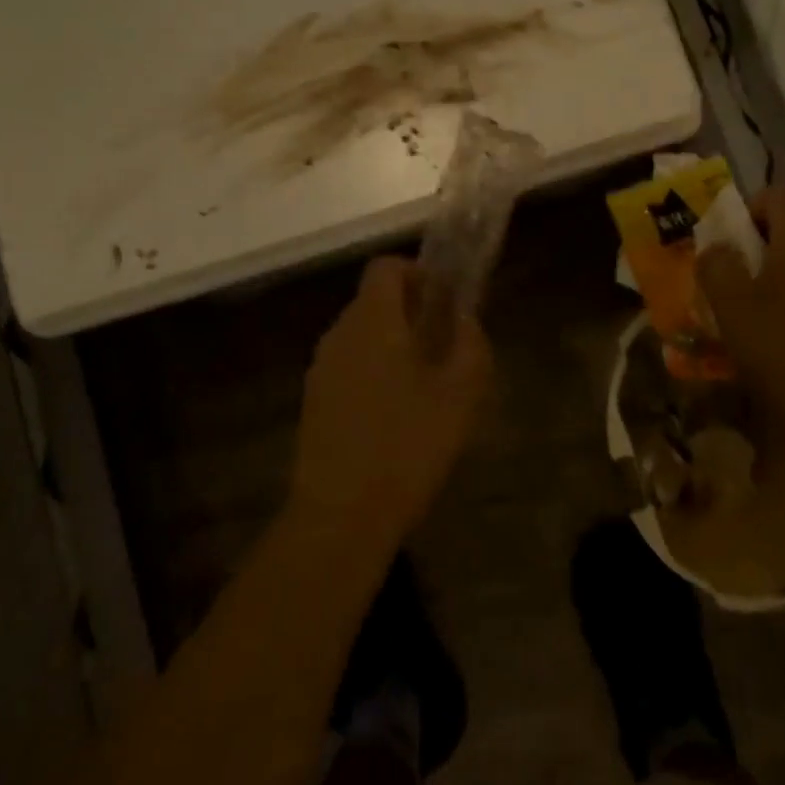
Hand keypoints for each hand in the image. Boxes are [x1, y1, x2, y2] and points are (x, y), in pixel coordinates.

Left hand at [288, 257, 492, 554]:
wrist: (341, 517)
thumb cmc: (408, 445)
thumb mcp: (460, 394)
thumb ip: (470, 343)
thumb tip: (465, 318)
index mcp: (372, 321)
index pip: (386, 267)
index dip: (418, 272)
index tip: (445, 300)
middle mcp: (340, 334)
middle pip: (373, 300)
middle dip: (411, 310)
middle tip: (445, 344)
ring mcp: (321, 369)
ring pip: (361, 334)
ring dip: (393, 342)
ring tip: (425, 383)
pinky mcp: (314, 401)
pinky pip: (349, 365)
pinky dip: (374, 370)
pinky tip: (395, 414)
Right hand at [696, 183, 784, 429]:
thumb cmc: (779, 348)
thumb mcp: (731, 302)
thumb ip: (716, 264)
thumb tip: (715, 246)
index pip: (778, 194)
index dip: (747, 206)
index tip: (724, 239)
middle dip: (750, 241)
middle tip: (722, 270)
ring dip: (761, 271)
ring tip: (734, 301)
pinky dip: (778, 295)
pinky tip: (758, 328)